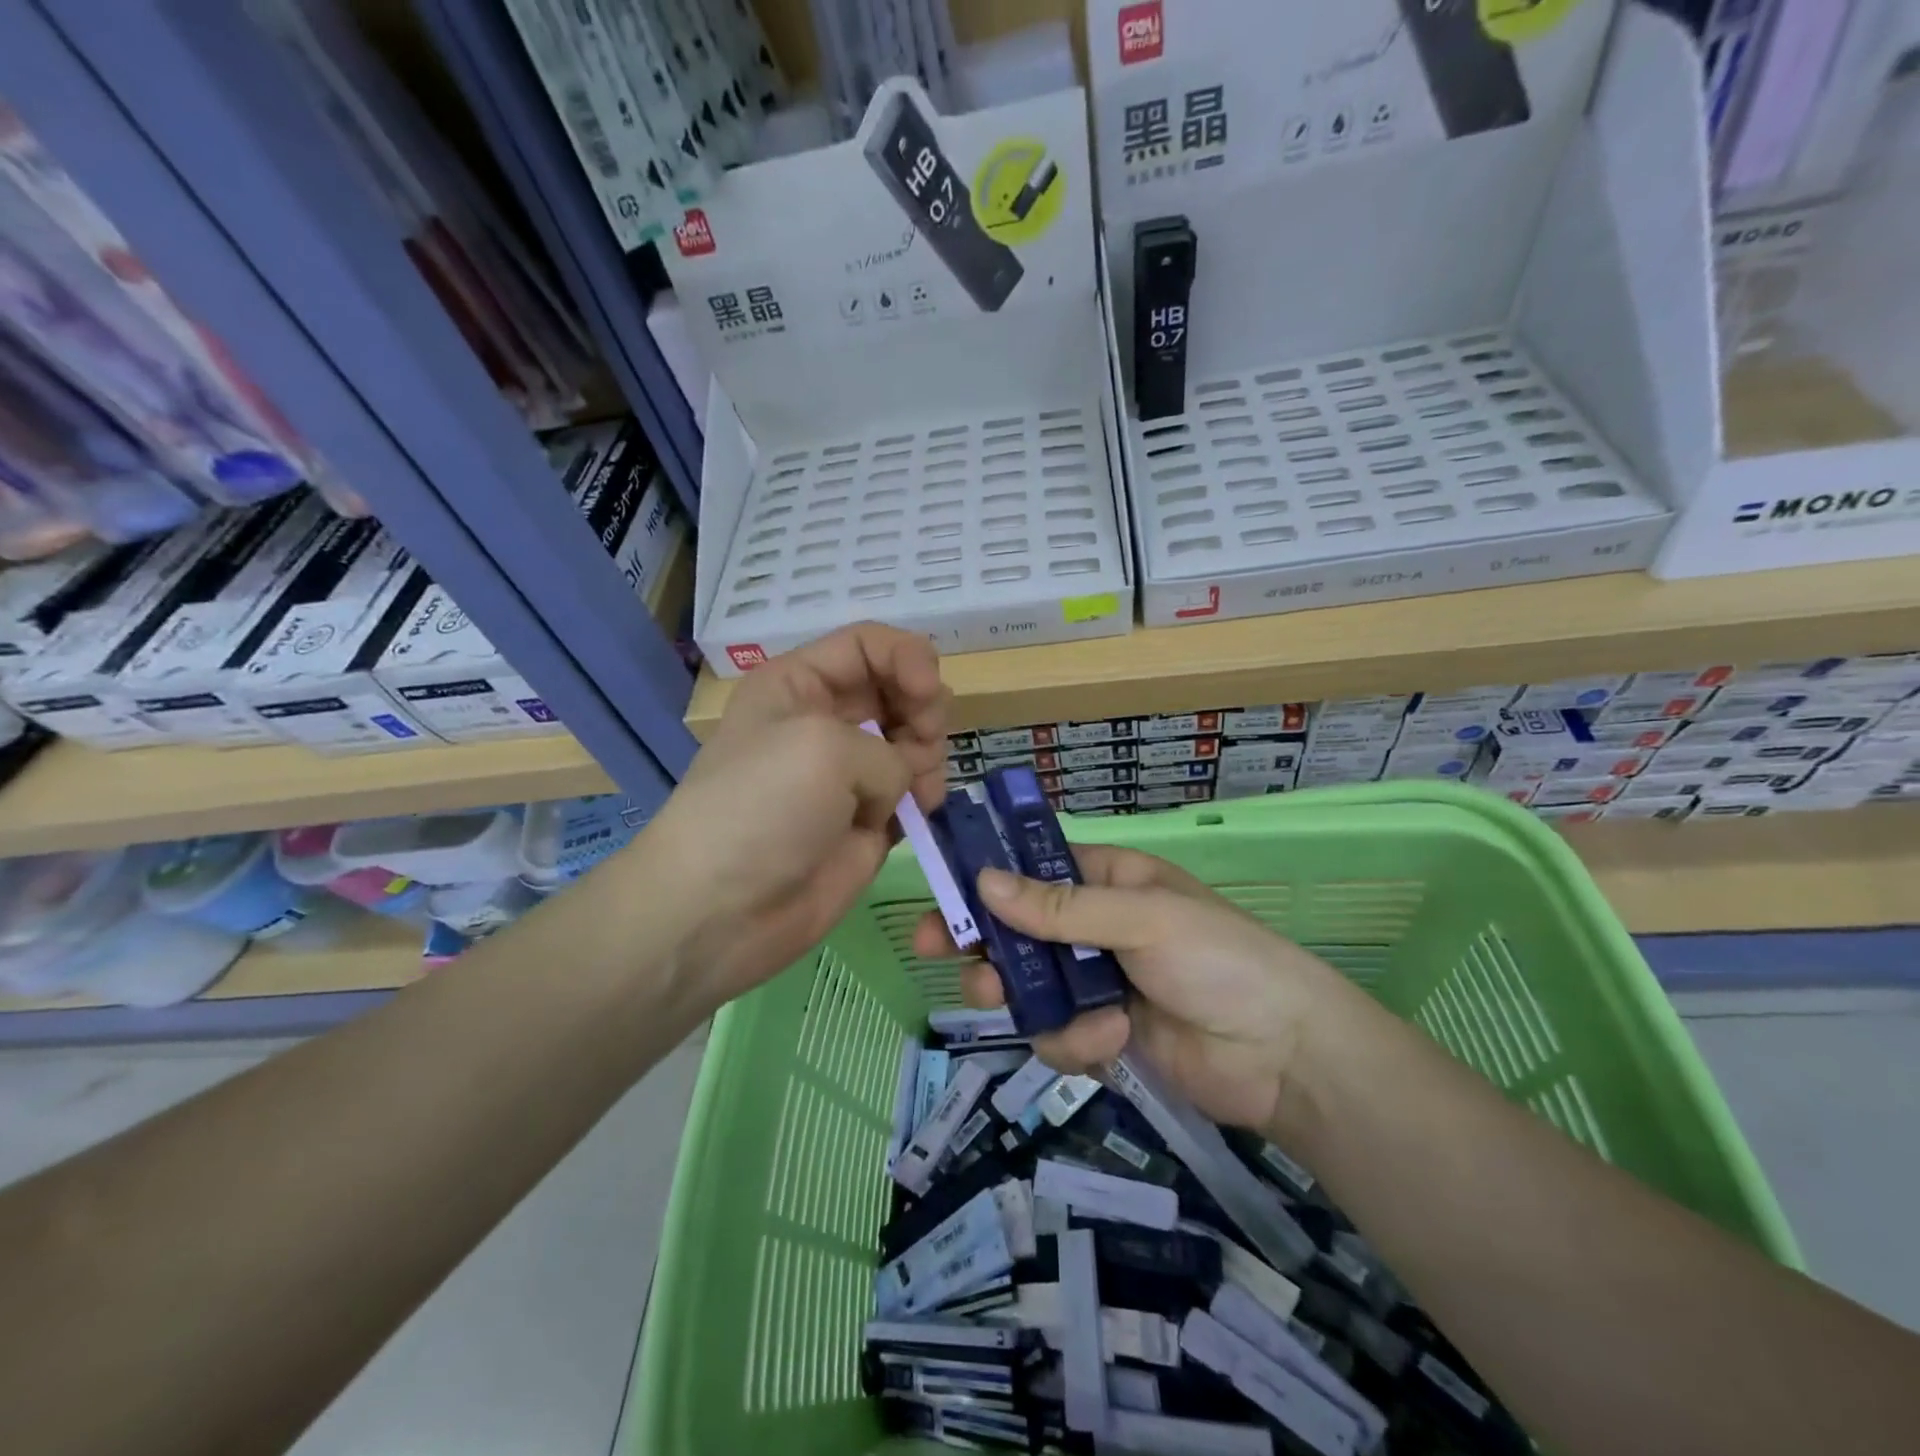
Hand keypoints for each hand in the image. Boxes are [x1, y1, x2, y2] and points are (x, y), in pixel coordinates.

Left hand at [642, 623, 948, 1006]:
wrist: (723, 910)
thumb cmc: (762, 807)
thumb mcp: (822, 745)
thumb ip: (888, 748)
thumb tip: (901, 784)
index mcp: (798, 685)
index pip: (867, 645)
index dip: (907, 657)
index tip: (929, 691)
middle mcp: (825, 722)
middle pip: (898, 689)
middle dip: (923, 707)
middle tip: (922, 738)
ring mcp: (849, 774)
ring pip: (914, 740)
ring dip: (929, 753)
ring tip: (921, 785)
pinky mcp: (868, 820)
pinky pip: (914, 790)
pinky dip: (927, 793)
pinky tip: (921, 809)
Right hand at [914, 846, 1357, 1135]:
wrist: (1284, 1055)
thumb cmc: (1218, 960)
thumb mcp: (1142, 919)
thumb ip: (1061, 907)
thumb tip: (985, 881)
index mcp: (1109, 881)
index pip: (1035, 869)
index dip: (988, 878)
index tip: (943, 891)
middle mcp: (1097, 927)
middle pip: (1019, 930)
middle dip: (984, 942)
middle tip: (936, 950)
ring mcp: (1099, 982)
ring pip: (1030, 986)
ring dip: (1026, 999)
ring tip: (1008, 1005)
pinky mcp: (1104, 1034)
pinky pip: (1060, 1033)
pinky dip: (1076, 1041)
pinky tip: (1112, 1041)